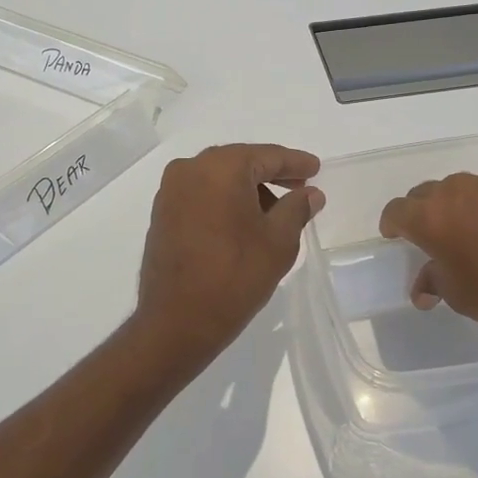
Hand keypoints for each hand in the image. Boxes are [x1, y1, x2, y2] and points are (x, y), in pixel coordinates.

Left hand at [133, 144, 322, 374]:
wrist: (177, 321)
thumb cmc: (235, 276)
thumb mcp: (279, 241)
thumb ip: (297, 209)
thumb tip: (310, 194)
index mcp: (220, 167)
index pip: (267, 156)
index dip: (295, 163)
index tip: (315, 168)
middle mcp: (190, 169)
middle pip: (240, 163)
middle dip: (271, 174)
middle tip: (300, 188)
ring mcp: (171, 191)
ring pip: (219, 179)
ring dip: (247, 190)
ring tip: (275, 212)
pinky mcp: (162, 214)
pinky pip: (201, 195)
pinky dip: (224, 201)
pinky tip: (243, 221)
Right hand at [378, 172, 477, 346]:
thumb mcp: (458, 295)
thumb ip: (432, 280)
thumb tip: (422, 287)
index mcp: (432, 217)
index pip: (397, 210)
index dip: (392, 224)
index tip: (396, 236)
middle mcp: (458, 191)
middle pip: (427, 194)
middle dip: (424, 212)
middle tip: (435, 237)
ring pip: (463, 189)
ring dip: (460, 207)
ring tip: (475, 232)